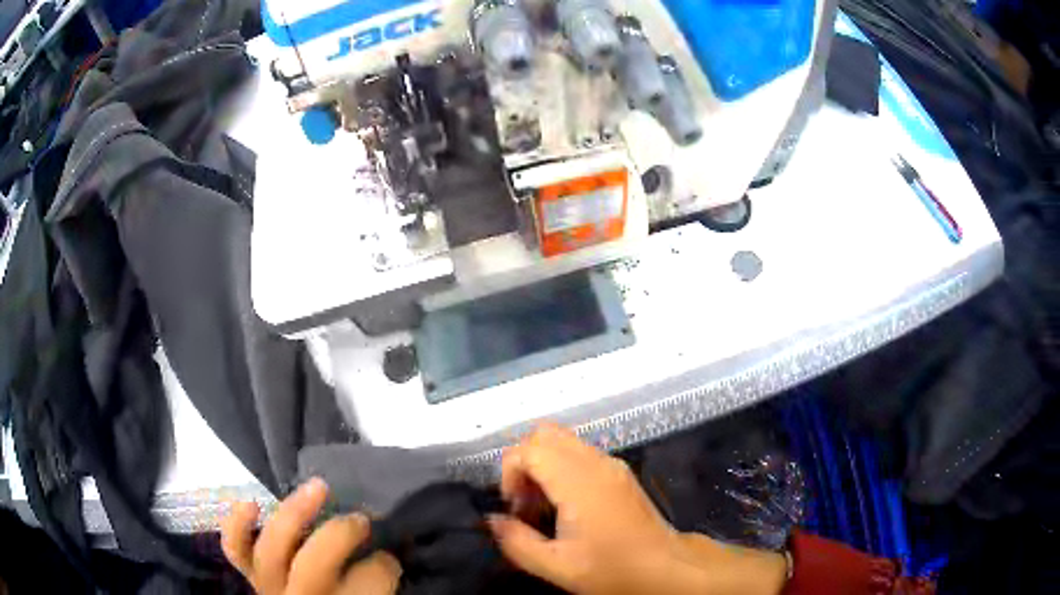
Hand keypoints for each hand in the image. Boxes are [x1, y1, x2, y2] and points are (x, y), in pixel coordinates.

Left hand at [220, 478, 401, 594]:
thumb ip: (380, 584)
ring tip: (318, 487)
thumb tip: (390, 549)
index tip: (392, 555)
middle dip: (340, 534)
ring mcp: (270, 585)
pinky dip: (238, 526)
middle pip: (314, 564)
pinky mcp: (251, 574)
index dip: (385, 565)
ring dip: (294, 513)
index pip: (367, 583)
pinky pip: (236, 550)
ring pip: (273, 550)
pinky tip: (253, 504)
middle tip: (362, 520)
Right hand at [489, 424, 787, 594]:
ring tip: (542, 507)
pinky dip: (561, 468)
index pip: (529, 449)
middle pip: (545, 433)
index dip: (510, 473)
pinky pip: (580, 454)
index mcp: (579, 481)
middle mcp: (596, 462)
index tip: (515, 508)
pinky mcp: (620, 473)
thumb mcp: (556, 566)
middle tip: (524, 501)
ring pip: (563, 441)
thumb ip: (516, 542)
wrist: (665, 568)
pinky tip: (564, 506)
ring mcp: (611, 464)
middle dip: (523, 462)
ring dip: (542, 465)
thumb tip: (493, 520)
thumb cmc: (613, 569)